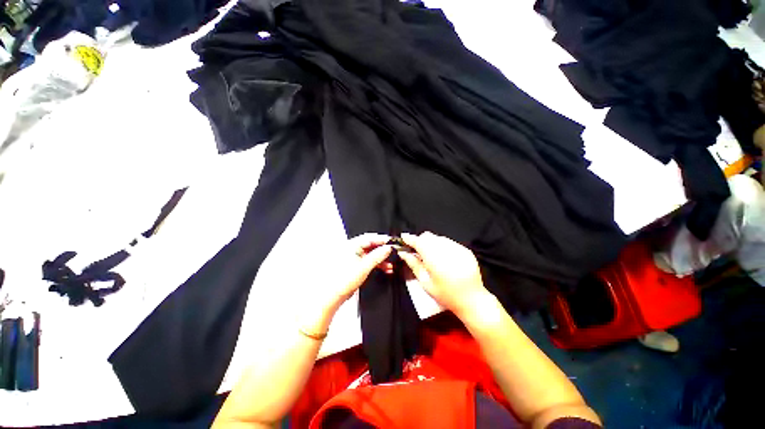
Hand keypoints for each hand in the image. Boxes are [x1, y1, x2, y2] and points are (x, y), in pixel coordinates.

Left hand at [299, 233, 391, 336]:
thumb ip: (377, 256)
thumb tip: (387, 248)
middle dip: (383, 250)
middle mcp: (352, 249)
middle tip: (393, 252)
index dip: (382, 240)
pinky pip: (369, 260)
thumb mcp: (364, 267)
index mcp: (351, 245)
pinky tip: (386, 268)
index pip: (370, 238)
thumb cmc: (342, 281)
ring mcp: (354, 257)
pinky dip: (378, 264)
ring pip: (372, 254)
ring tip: (391, 264)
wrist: (333, 296)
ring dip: (381, 258)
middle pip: (371, 245)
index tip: (392, 242)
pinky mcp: (356, 265)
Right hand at [398, 232, 488, 317]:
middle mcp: (446, 250)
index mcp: (435, 259)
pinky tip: (443, 258)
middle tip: (417, 251)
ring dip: (431, 243)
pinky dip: (442, 246)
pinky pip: (449, 242)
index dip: (410, 238)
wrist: (473, 300)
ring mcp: (458, 248)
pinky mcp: (465, 250)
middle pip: (428, 236)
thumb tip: (403, 253)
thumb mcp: (426, 282)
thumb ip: (414, 264)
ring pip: (438, 238)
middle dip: (420, 241)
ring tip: (431, 256)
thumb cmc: (445, 294)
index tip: (403, 237)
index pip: (419, 242)